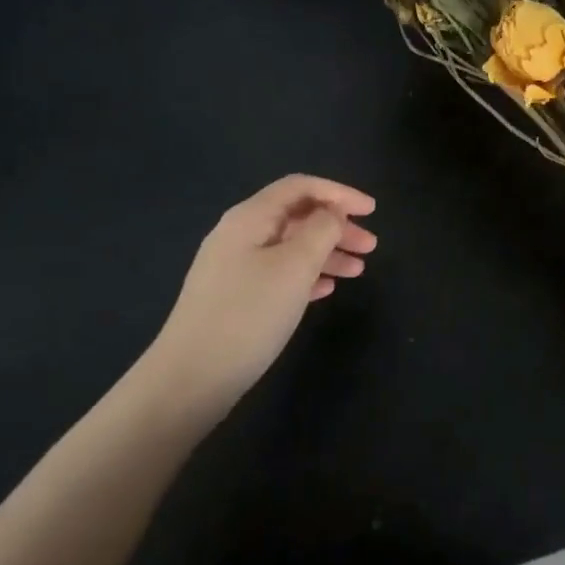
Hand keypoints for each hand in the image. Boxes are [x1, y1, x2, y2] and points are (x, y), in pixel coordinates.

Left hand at [138, 174, 376, 418]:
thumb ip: (321, 230)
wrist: (191, 378)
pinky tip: (327, 290)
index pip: (300, 187)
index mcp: (250, 217)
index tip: (372, 211)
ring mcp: (234, 267)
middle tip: (371, 246)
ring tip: (358, 271)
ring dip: (327, 252)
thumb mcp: (295, 266)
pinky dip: (308, 275)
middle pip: (297, 216)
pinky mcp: (235, 298)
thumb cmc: (249, 313)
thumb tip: (333, 213)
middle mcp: (239, 235)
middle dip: (337, 226)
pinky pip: (279, 273)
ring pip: (290, 247)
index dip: (340, 193)